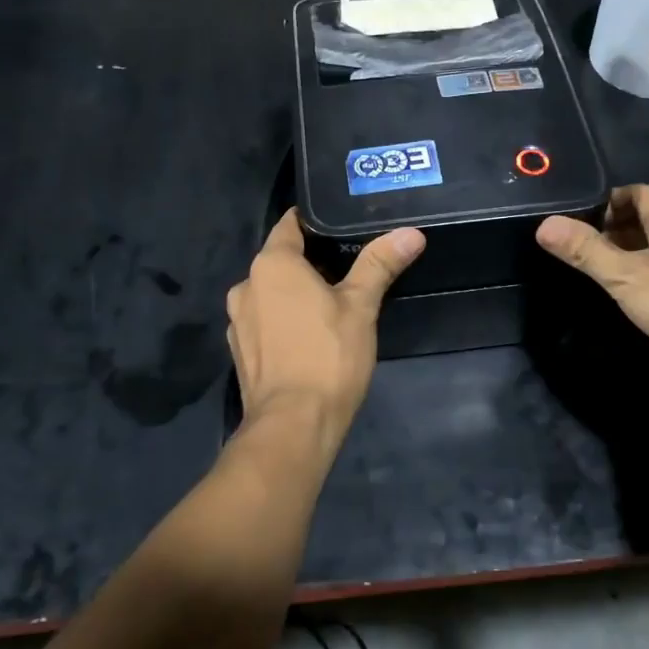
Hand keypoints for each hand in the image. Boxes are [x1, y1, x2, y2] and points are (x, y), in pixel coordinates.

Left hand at [226, 211, 424, 449]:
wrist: (292, 427)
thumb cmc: (327, 357)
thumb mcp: (360, 307)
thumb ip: (379, 264)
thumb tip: (411, 232)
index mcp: (271, 265)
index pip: (290, 224)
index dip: (315, 221)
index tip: (342, 225)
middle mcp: (246, 286)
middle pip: (280, 260)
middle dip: (310, 261)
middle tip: (349, 266)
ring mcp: (237, 321)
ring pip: (270, 293)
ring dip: (295, 293)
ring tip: (332, 302)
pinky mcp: (240, 352)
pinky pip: (264, 321)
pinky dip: (283, 320)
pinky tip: (309, 336)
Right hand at [536, 185, 648, 397]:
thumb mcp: (625, 275)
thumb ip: (586, 251)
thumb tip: (545, 224)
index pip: (639, 193)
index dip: (609, 199)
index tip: (581, 217)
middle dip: (616, 231)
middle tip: (584, 249)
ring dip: (633, 259)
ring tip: (602, 276)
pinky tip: (635, 305)